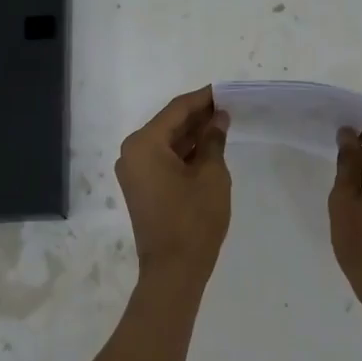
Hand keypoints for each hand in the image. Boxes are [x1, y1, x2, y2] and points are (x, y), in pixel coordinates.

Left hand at [115, 86, 231, 284]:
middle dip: (198, 116)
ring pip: (167, 142)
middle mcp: (132, 152)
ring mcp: (134, 171)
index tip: (225, 90)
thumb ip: (213, 140)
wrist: (173, 270)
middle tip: (228, 107)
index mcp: (144, 143)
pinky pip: (163, 159)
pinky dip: (184, 152)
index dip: (203, 98)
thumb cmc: (194, 219)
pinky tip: (208, 147)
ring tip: (223, 124)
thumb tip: (218, 119)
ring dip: (192, 134)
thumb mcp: (211, 175)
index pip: (177, 110)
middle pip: (169, 124)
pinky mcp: (141, 187)